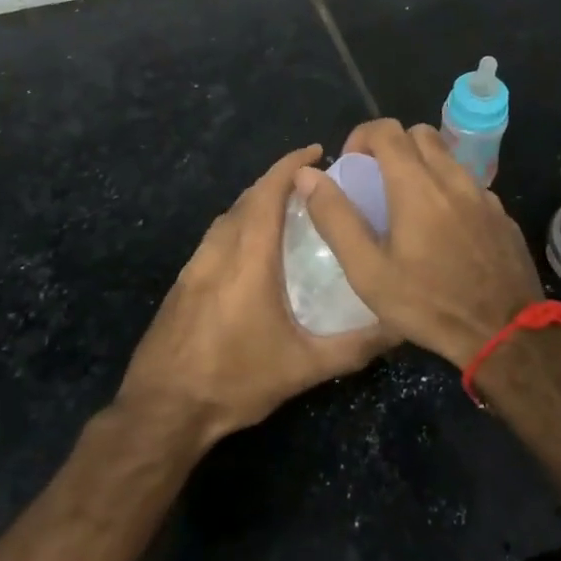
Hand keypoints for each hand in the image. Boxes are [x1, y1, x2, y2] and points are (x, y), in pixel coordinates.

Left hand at [118, 144, 396, 444]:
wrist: (162, 409)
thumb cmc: (234, 380)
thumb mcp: (302, 368)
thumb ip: (353, 346)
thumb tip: (398, 327)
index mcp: (248, 257)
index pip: (268, 192)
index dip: (290, 165)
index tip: (316, 150)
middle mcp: (218, 249)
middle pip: (247, 198)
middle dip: (277, 180)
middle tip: (312, 184)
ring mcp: (195, 265)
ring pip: (228, 217)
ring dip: (256, 202)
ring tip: (288, 211)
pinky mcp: (182, 283)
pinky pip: (216, 237)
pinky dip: (239, 226)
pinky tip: (253, 252)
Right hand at [296, 120, 543, 368]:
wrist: (506, 335)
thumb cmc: (429, 304)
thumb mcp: (368, 272)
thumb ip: (336, 218)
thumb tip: (308, 176)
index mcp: (417, 185)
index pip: (387, 130)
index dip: (362, 137)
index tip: (352, 165)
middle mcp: (453, 179)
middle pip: (420, 134)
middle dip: (393, 146)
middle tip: (377, 182)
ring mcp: (484, 195)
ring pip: (448, 158)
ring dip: (423, 167)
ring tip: (409, 208)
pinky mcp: (502, 216)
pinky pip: (469, 185)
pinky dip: (449, 191)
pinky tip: (444, 231)